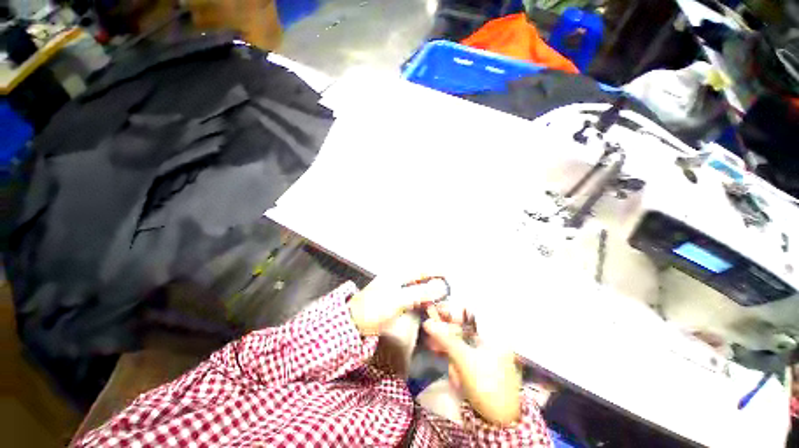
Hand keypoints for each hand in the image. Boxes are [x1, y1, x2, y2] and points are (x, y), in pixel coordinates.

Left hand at [348, 276, 447, 335]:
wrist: (354, 321)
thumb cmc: (374, 307)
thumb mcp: (398, 299)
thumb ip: (419, 293)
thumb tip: (440, 287)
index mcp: (398, 275)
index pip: (421, 270)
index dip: (435, 271)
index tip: (448, 274)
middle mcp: (398, 279)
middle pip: (421, 278)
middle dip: (434, 282)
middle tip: (448, 290)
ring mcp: (396, 290)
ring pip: (417, 288)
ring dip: (429, 292)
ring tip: (441, 298)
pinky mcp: (395, 301)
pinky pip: (413, 297)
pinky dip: (421, 300)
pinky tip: (427, 306)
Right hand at [423, 303, 521, 425]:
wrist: (499, 422)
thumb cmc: (486, 385)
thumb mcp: (464, 359)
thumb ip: (445, 339)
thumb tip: (427, 322)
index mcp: (494, 334)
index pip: (470, 313)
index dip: (452, 310)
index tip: (436, 310)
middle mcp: (490, 340)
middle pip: (463, 326)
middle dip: (445, 328)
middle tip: (428, 326)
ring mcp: (484, 353)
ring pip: (460, 340)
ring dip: (445, 342)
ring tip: (431, 345)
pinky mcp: (477, 364)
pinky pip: (461, 352)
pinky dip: (450, 353)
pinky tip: (439, 354)